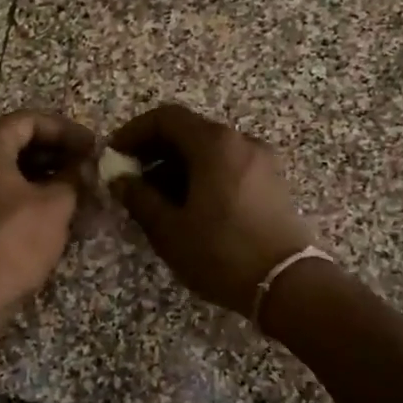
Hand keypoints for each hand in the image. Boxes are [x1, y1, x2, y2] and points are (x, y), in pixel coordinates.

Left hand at [0, 111, 94, 323]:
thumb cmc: (10, 241)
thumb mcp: (54, 206)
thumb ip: (73, 179)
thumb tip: (84, 167)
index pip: (30, 120)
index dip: (67, 130)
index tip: (94, 148)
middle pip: (17, 143)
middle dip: (57, 155)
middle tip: (88, 170)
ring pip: (9, 172)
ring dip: (45, 179)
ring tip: (78, 195)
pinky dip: (27, 198)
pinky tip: (54, 218)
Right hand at [109, 103, 315, 316]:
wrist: (288, 284)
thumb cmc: (221, 252)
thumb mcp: (169, 229)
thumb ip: (138, 197)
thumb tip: (118, 178)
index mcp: (214, 144)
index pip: (165, 118)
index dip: (133, 132)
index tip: (114, 157)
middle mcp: (240, 141)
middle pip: (188, 131)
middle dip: (153, 151)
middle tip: (130, 180)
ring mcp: (261, 160)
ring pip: (208, 150)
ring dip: (176, 165)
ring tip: (155, 199)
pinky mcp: (271, 181)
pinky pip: (227, 165)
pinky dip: (201, 175)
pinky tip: (187, 207)